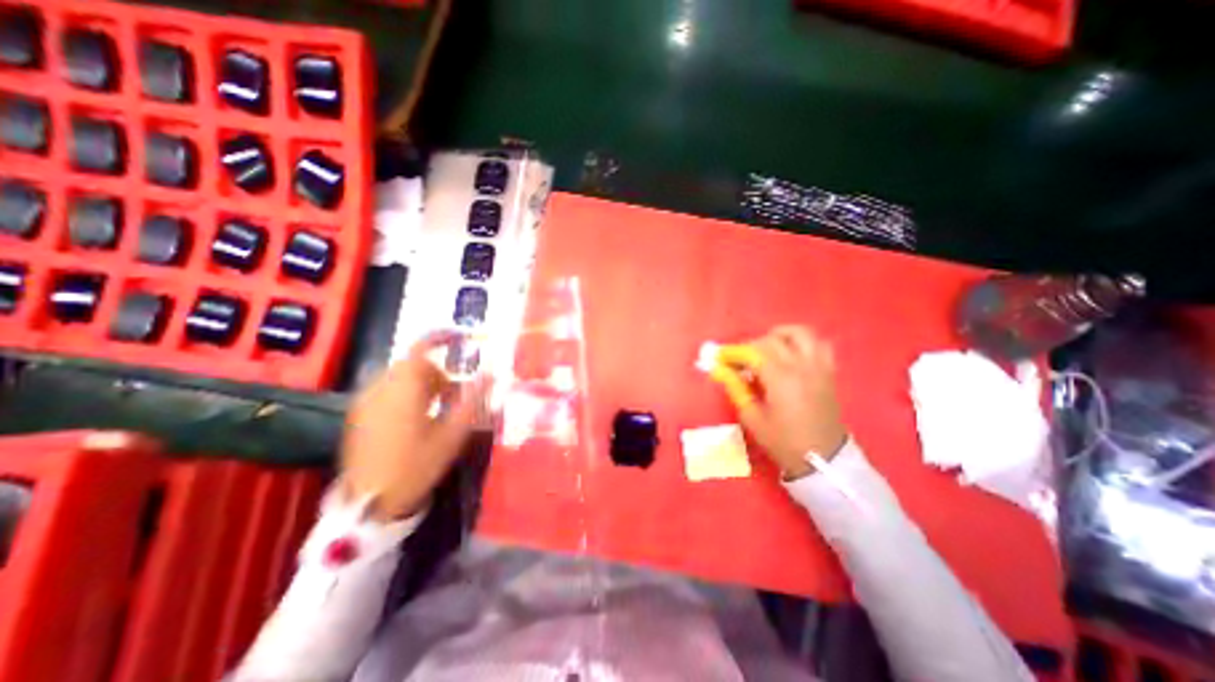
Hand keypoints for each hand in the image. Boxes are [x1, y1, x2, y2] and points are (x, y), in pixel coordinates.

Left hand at [339, 335, 488, 521]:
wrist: (370, 504)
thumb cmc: (417, 466)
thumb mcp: (453, 434)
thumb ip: (473, 399)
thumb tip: (491, 373)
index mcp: (403, 390)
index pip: (420, 348)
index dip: (441, 337)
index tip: (462, 337)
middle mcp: (380, 388)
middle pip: (414, 364)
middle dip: (440, 372)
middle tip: (457, 393)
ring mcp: (366, 400)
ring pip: (402, 377)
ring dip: (425, 383)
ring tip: (441, 408)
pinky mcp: (360, 413)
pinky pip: (389, 389)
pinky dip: (409, 392)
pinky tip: (419, 417)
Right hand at [725, 325, 846, 478]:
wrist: (823, 460)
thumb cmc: (783, 441)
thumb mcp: (752, 418)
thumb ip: (735, 388)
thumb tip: (719, 370)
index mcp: (781, 379)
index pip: (752, 353)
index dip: (733, 352)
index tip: (719, 357)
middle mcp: (801, 367)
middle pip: (772, 340)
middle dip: (750, 346)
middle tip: (738, 360)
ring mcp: (818, 367)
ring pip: (800, 334)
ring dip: (779, 335)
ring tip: (765, 347)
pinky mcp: (828, 372)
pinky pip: (819, 345)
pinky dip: (802, 342)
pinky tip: (791, 353)